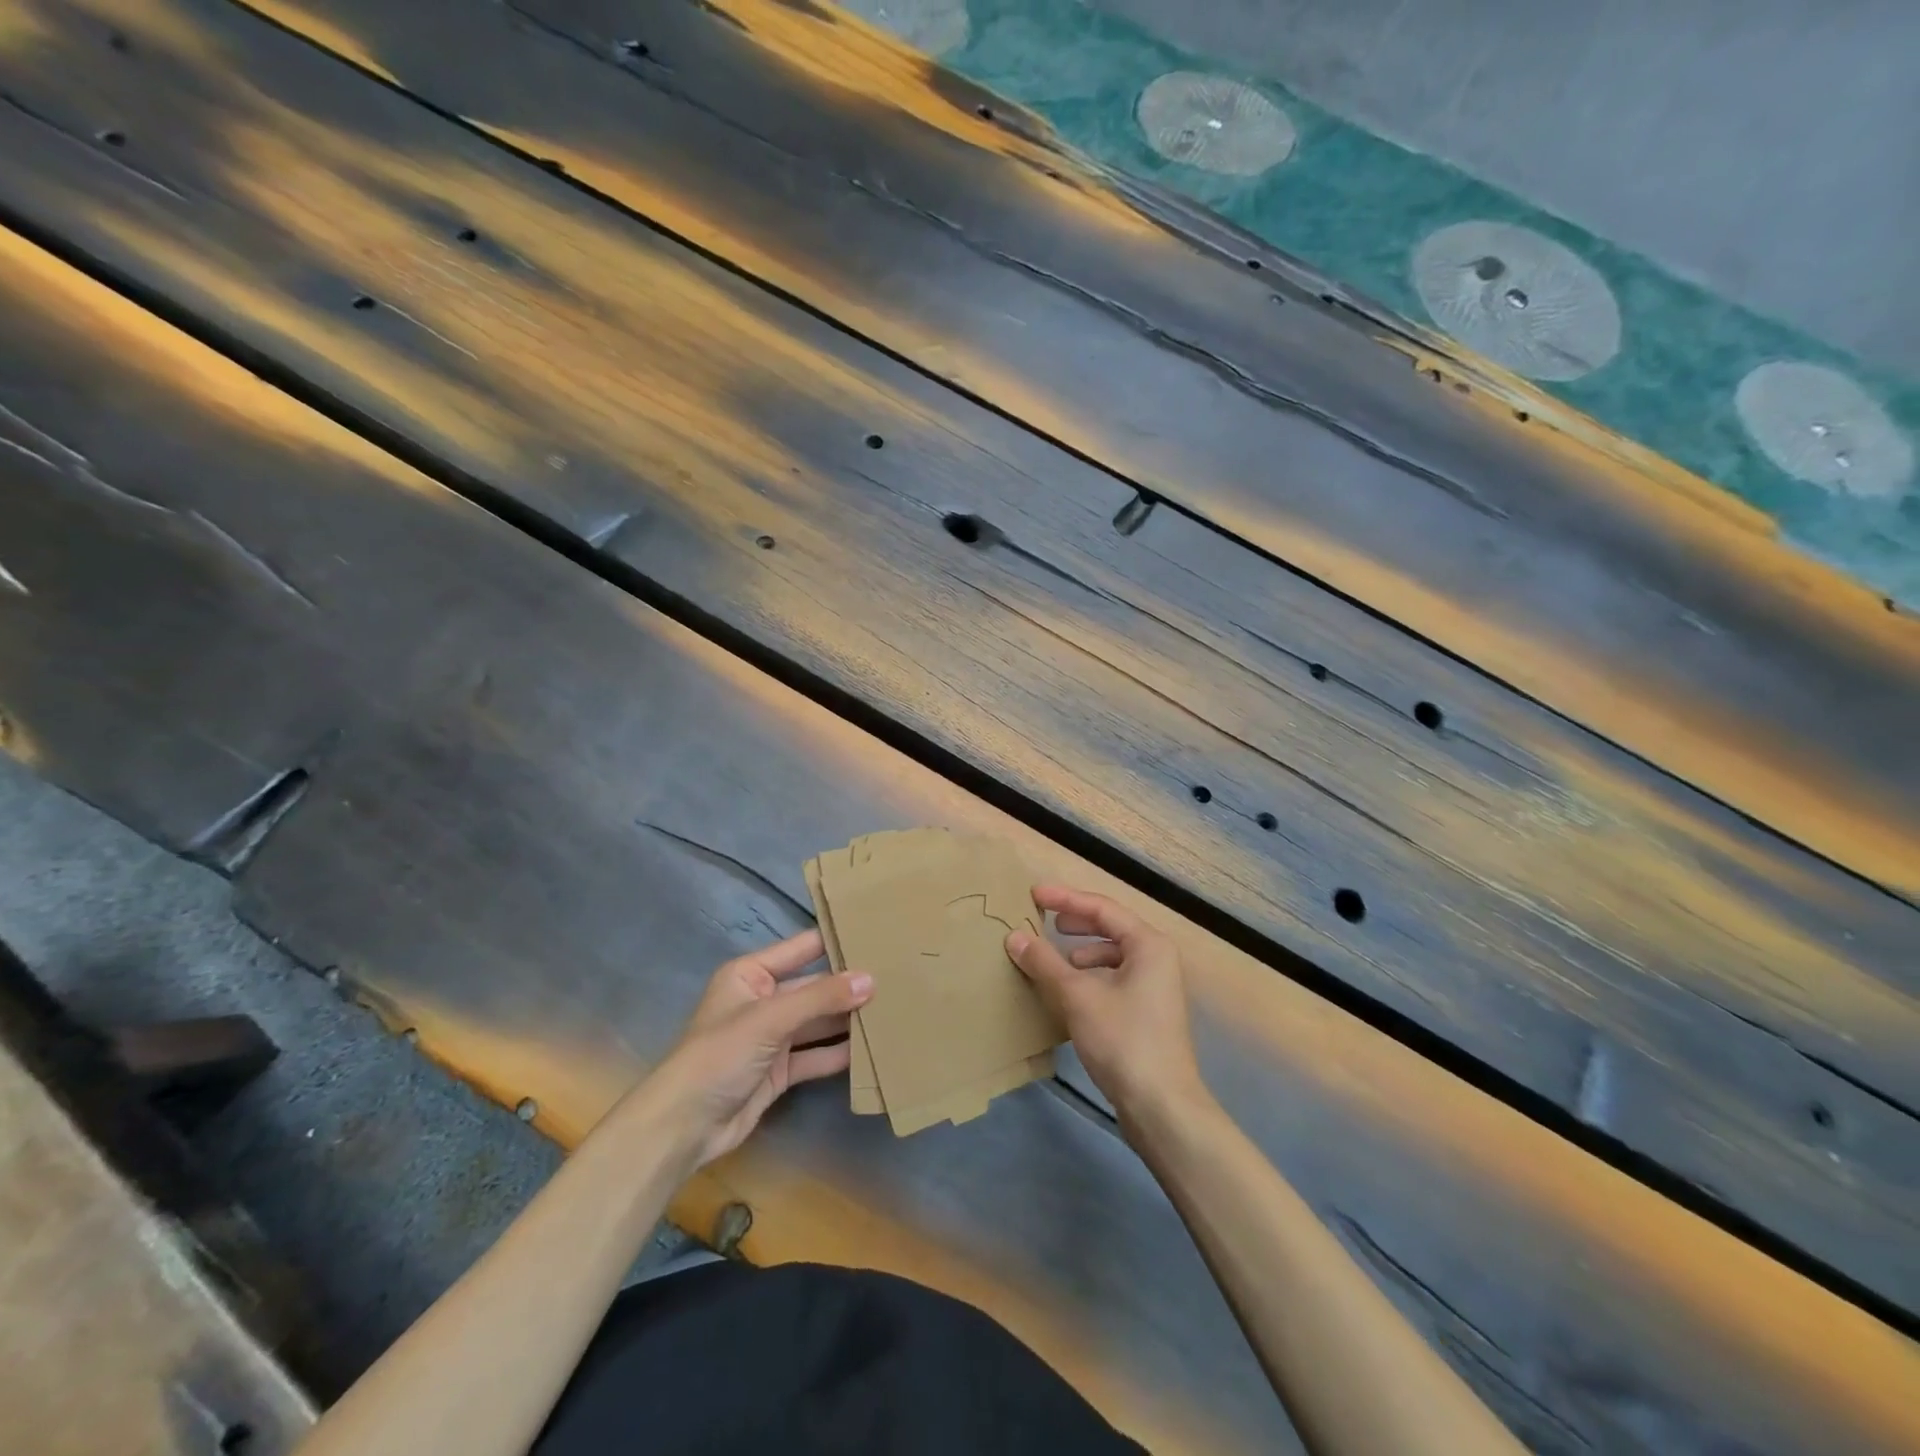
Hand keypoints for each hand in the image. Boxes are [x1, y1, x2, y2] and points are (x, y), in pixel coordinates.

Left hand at [642, 929, 871, 1169]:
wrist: (683, 1126)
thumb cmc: (719, 1055)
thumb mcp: (769, 1018)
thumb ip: (820, 998)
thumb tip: (870, 980)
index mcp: (751, 974)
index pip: (802, 948)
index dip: (836, 941)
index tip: (877, 934)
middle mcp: (763, 1000)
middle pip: (814, 988)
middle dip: (849, 986)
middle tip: (897, 976)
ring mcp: (771, 1037)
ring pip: (817, 1022)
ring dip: (848, 1020)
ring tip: (893, 1010)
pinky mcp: (779, 1071)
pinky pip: (815, 1055)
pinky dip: (839, 1053)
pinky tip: (871, 1049)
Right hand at [1005, 886, 1206, 1124]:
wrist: (1162, 1108)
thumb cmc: (1123, 1040)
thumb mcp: (1077, 997)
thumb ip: (1045, 963)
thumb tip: (1014, 936)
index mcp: (1148, 944)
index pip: (1102, 908)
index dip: (1065, 899)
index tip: (1033, 895)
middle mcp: (1157, 959)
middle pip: (1111, 927)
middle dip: (1075, 922)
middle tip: (1044, 920)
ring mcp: (1156, 988)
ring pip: (1113, 956)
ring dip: (1082, 953)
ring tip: (1055, 960)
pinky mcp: (1149, 1015)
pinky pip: (1115, 979)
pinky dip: (1091, 978)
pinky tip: (1071, 994)